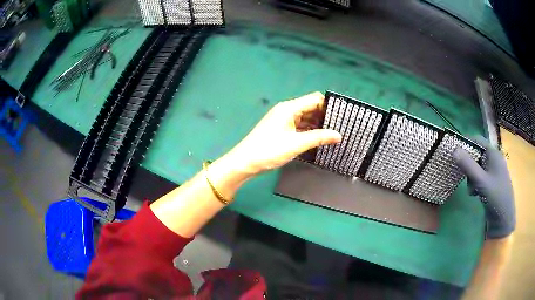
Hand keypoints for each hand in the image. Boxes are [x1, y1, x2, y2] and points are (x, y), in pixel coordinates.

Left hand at [226, 92, 341, 176]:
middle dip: (325, 117)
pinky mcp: (281, 129)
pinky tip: (318, 140)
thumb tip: (338, 135)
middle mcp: (287, 110)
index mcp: (289, 108)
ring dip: (317, 125)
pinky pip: (299, 126)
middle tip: (340, 128)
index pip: (315, 99)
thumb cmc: (269, 150)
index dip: (328, 106)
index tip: (342, 117)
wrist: (245, 162)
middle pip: (311, 108)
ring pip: (305, 118)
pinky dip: (309, 131)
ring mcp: (283, 120)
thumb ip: (319, 138)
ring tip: (332, 135)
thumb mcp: (297, 144)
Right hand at [453, 137, 514, 238]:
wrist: (503, 219)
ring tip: (471, 190)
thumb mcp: (481, 181)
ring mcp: (493, 172)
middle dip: (468, 164)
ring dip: (471, 176)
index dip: (466, 143)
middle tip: (461, 175)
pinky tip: (475, 193)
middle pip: (477, 154)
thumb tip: (453, 149)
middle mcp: (494, 159)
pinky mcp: (492, 182)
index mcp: (494, 154)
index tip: (454, 151)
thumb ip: (468, 166)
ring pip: (478, 167)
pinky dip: (475, 183)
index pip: (478, 140)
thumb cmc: (495, 197)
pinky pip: (481, 177)